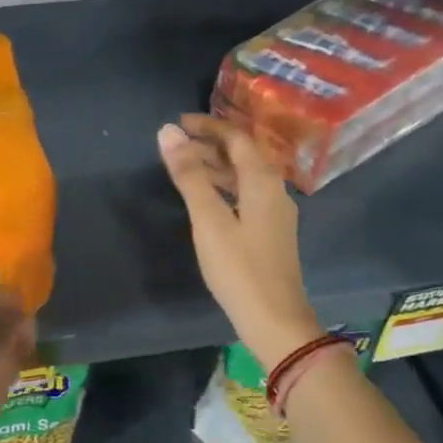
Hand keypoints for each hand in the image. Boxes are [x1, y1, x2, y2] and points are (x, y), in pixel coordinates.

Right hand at [158, 114, 319, 371]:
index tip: (178, 123)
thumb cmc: (239, 268)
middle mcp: (274, 190)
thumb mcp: (208, 220)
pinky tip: (205, 198)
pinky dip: (222, 187)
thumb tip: (168, 132)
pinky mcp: (269, 232)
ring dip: (215, 166)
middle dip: (210, 145)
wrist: (275, 320)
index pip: (237, 138)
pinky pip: (245, 194)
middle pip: (243, 155)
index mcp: (263, 181)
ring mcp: (274, 212)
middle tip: (175, 144)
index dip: (208, 126)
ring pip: (244, 176)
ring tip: (183, 166)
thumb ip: (189, 176)